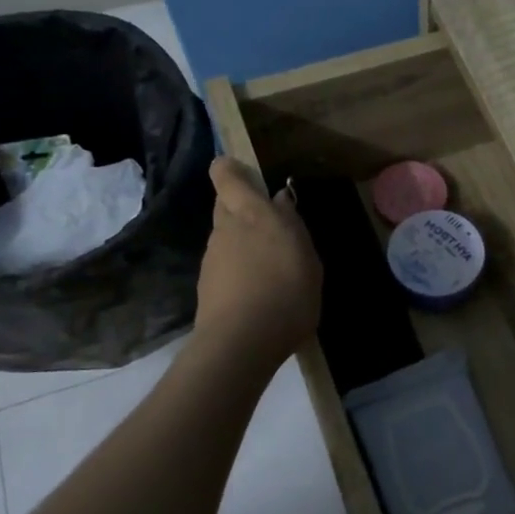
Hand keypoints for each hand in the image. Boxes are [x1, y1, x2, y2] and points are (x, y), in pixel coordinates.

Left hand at [193, 157, 321, 366]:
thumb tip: (279, 201)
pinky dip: (239, 270)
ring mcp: (212, 257)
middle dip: (242, 208)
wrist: (241, 344)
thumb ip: (292, 226)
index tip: (248, 175)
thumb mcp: (307, 258)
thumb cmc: (286, 294)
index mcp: (252, 214)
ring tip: (272, 267)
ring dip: (243, 242)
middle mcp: (226, 229)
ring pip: (226, 236)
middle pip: (225, 205)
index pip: (226, 175)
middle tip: (272, 227)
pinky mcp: (207, 284)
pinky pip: (224, 264)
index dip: (231, 170)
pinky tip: (259, 291)